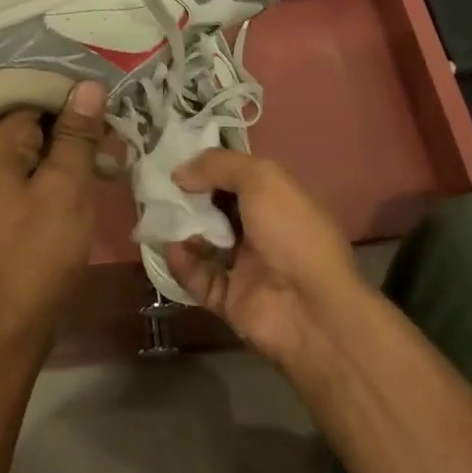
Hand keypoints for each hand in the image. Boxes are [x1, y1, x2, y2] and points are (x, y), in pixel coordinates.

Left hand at [0, 80, 105, 356]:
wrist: (14, 320)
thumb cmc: (41, 250)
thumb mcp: (66, 186)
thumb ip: (77, 134)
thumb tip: (88, 83)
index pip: (35, 91)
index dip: (72, 86)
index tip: (112, 81)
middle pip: (40, 114)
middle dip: (80, 111)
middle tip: (123, 109)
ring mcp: (6, 176)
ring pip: (47, 141)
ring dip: (80, 138)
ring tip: (121, 135)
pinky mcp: (19, 198)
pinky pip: (47, 164)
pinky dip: (73, 161)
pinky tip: (104, 165)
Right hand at [163, 151, 360, 372]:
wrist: (310, 309)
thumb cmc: (291, 232)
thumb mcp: (261, 178)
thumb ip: (218, 165)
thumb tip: (179, 173)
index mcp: (277, 201)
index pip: (238, 178)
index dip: (209, 169)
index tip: (179, 163)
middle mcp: (262, 231)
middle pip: (216, 209)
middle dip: (189, 199)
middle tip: (160, 190)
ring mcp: (245, 267)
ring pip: (204, 242)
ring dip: (181, 229)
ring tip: (160, 217)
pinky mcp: (229, 298)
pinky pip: (197, 276)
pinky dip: (182, 263)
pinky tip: (171, 248)